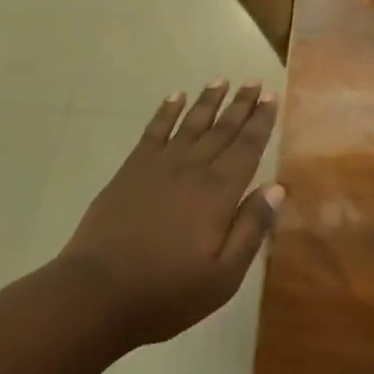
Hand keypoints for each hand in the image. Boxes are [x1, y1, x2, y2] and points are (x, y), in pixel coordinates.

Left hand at [58, 81, 282, 348]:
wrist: (97, 293)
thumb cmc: (166, 292)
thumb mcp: (223, 276)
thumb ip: (251, 229)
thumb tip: (277, 187)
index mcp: (219, 192)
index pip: (247, 147)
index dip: (261, 121)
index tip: (271, 96)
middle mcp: (193, 168)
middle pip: (223, 129)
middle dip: (241, 105)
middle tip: (254, 81)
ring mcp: (160, 165)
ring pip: (192, 123)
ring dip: (208, 100)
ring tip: (222, 80)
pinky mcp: (132, 169)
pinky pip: (154, 131)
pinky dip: (167, 111)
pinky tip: (175, 97)